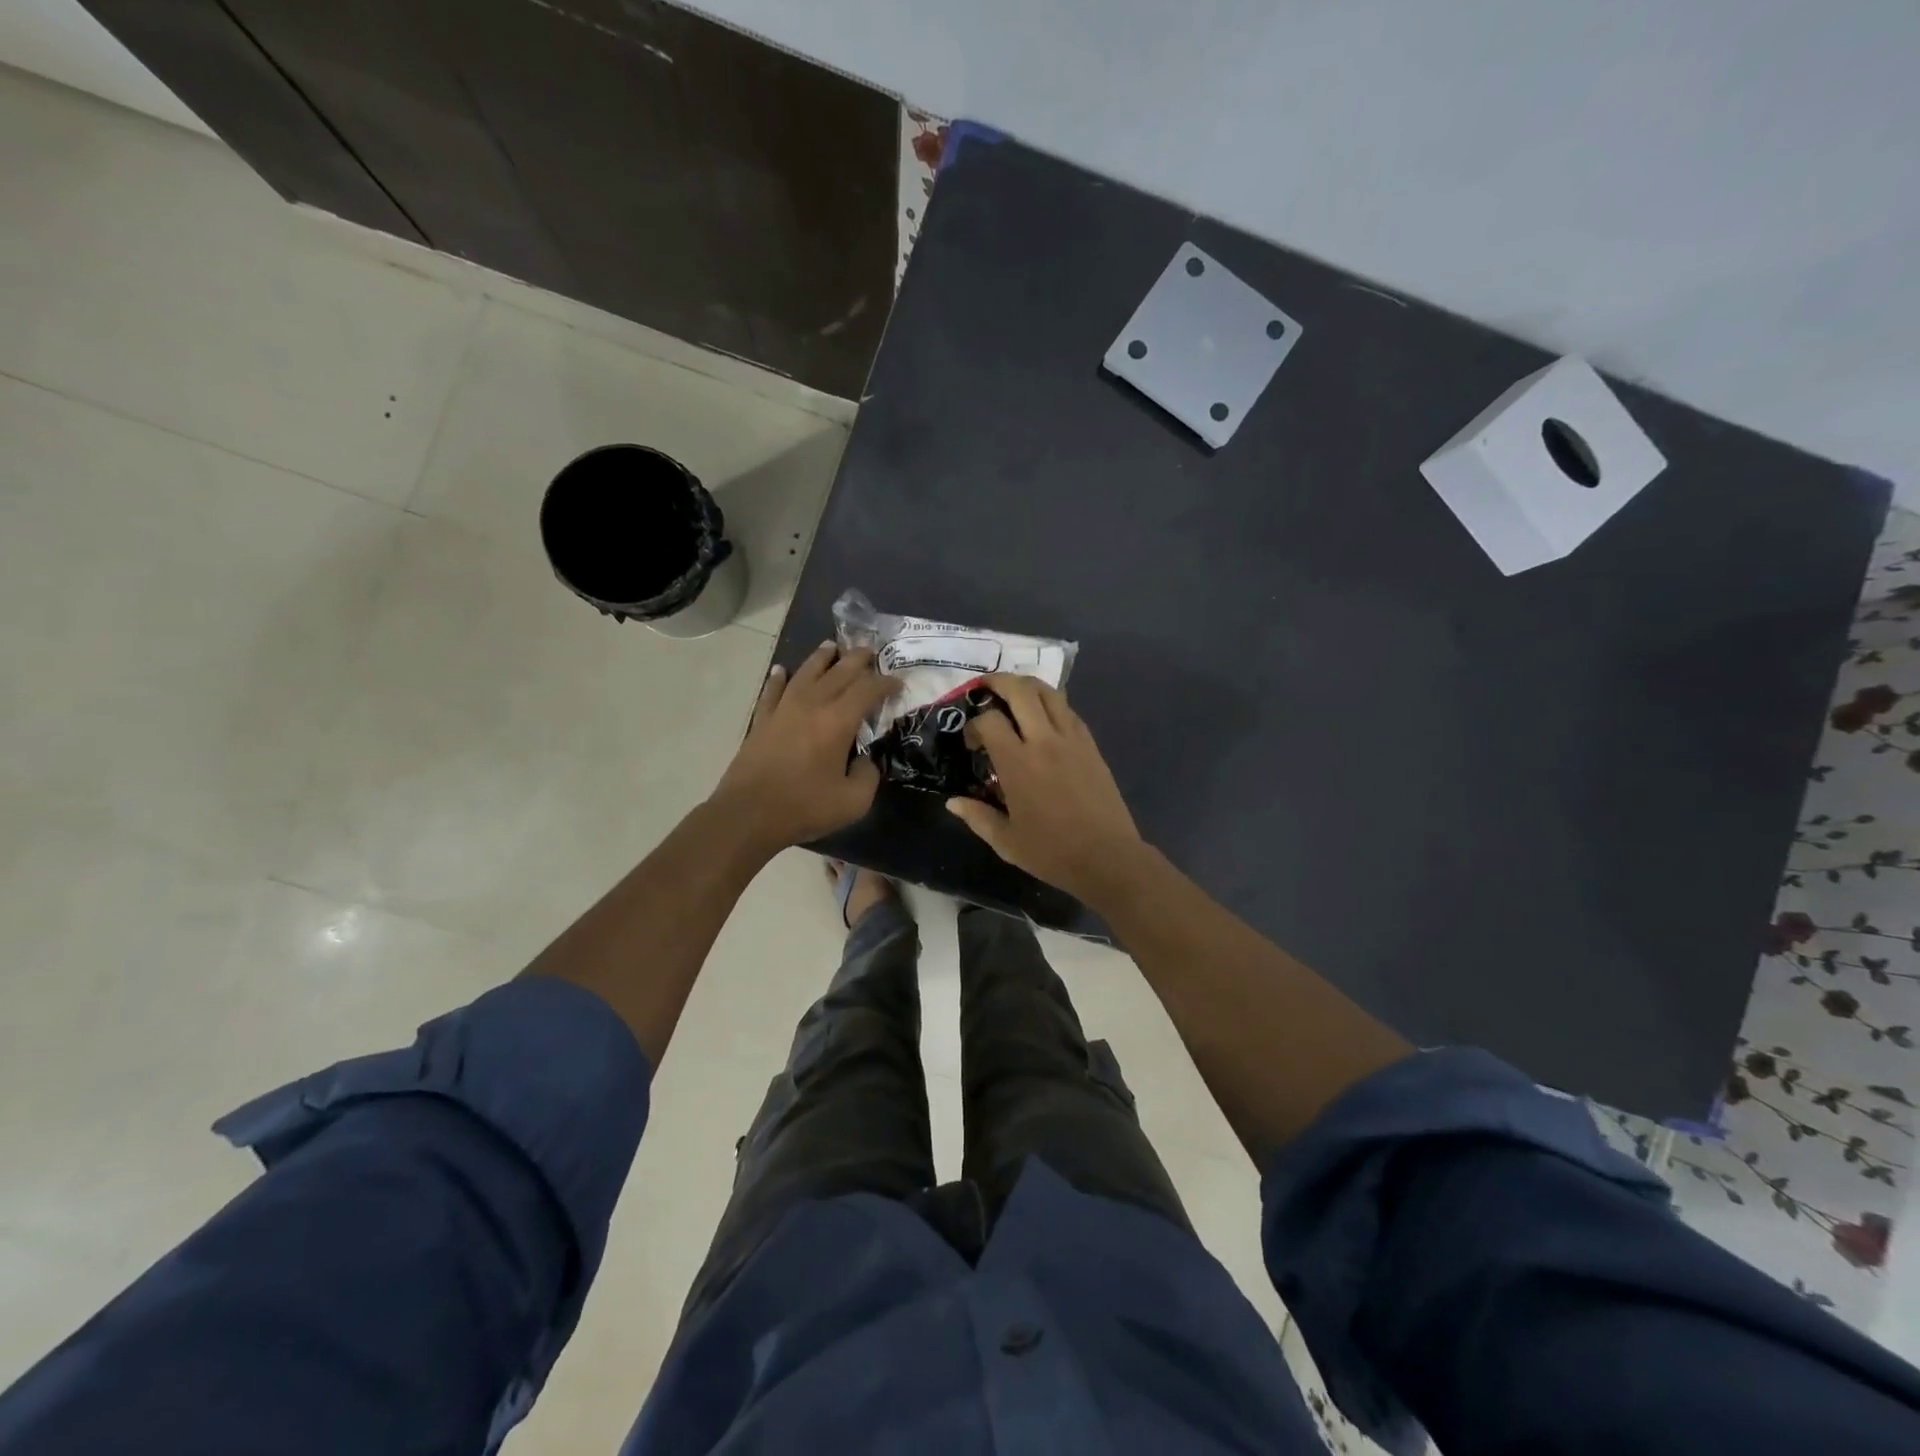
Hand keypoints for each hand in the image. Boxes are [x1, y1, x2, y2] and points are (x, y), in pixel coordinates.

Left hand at [712, 643, 898, 850]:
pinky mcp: (761, 721)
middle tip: (870, 650)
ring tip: (832, 646)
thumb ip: (867, 776)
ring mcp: (783, 710)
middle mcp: (811, 705)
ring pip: (805, 673)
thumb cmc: (804, 807)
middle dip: (858, 659)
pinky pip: (772, 691)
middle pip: (838, 672)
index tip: (898, 683)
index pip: (867, 689)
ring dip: (821, 658)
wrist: (748, 814)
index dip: (886, 683)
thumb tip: (865, 761)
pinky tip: (782, 670)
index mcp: (837, 721)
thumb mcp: (853, 801)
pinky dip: (779, 678)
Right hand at [947, 673, 1146, 903]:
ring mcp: (1072, 739)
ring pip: (1050, 693)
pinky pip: (1069, 711)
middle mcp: (1044, 741)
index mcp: (1017, 763)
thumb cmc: (1052, 852)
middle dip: (999, 682)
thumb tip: (953, 802)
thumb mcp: (1006, 842)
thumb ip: (977, 817)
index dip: (974, 724)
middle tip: (986, 687)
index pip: (989, 720)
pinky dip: (1052, 704)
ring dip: (1028, 685)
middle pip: (1021, 691)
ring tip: (1015, 693)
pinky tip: (1045, 717)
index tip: (972, 743)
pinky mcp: (1091, 745)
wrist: (1107, 857)